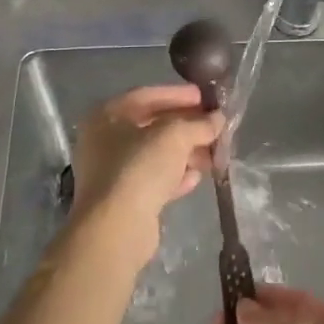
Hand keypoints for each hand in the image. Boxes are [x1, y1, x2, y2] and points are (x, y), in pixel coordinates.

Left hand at [68, 86, 223, 270]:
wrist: (116, 228)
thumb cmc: (140, 168)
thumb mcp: (175, 136)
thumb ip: (199, 123)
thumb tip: (218, 119)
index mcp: (107, 116)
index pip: (148, 96)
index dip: (179, 95)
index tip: (206, 98)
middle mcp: (104, 140)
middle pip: (153, 126)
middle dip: (187, 127)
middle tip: (215, 127)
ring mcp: (112, 171)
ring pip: (155, 155)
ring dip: (185, 152)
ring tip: (213, 155)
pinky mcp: (123, 199)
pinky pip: (153, 179)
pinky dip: (175, 176)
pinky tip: (196, 178)